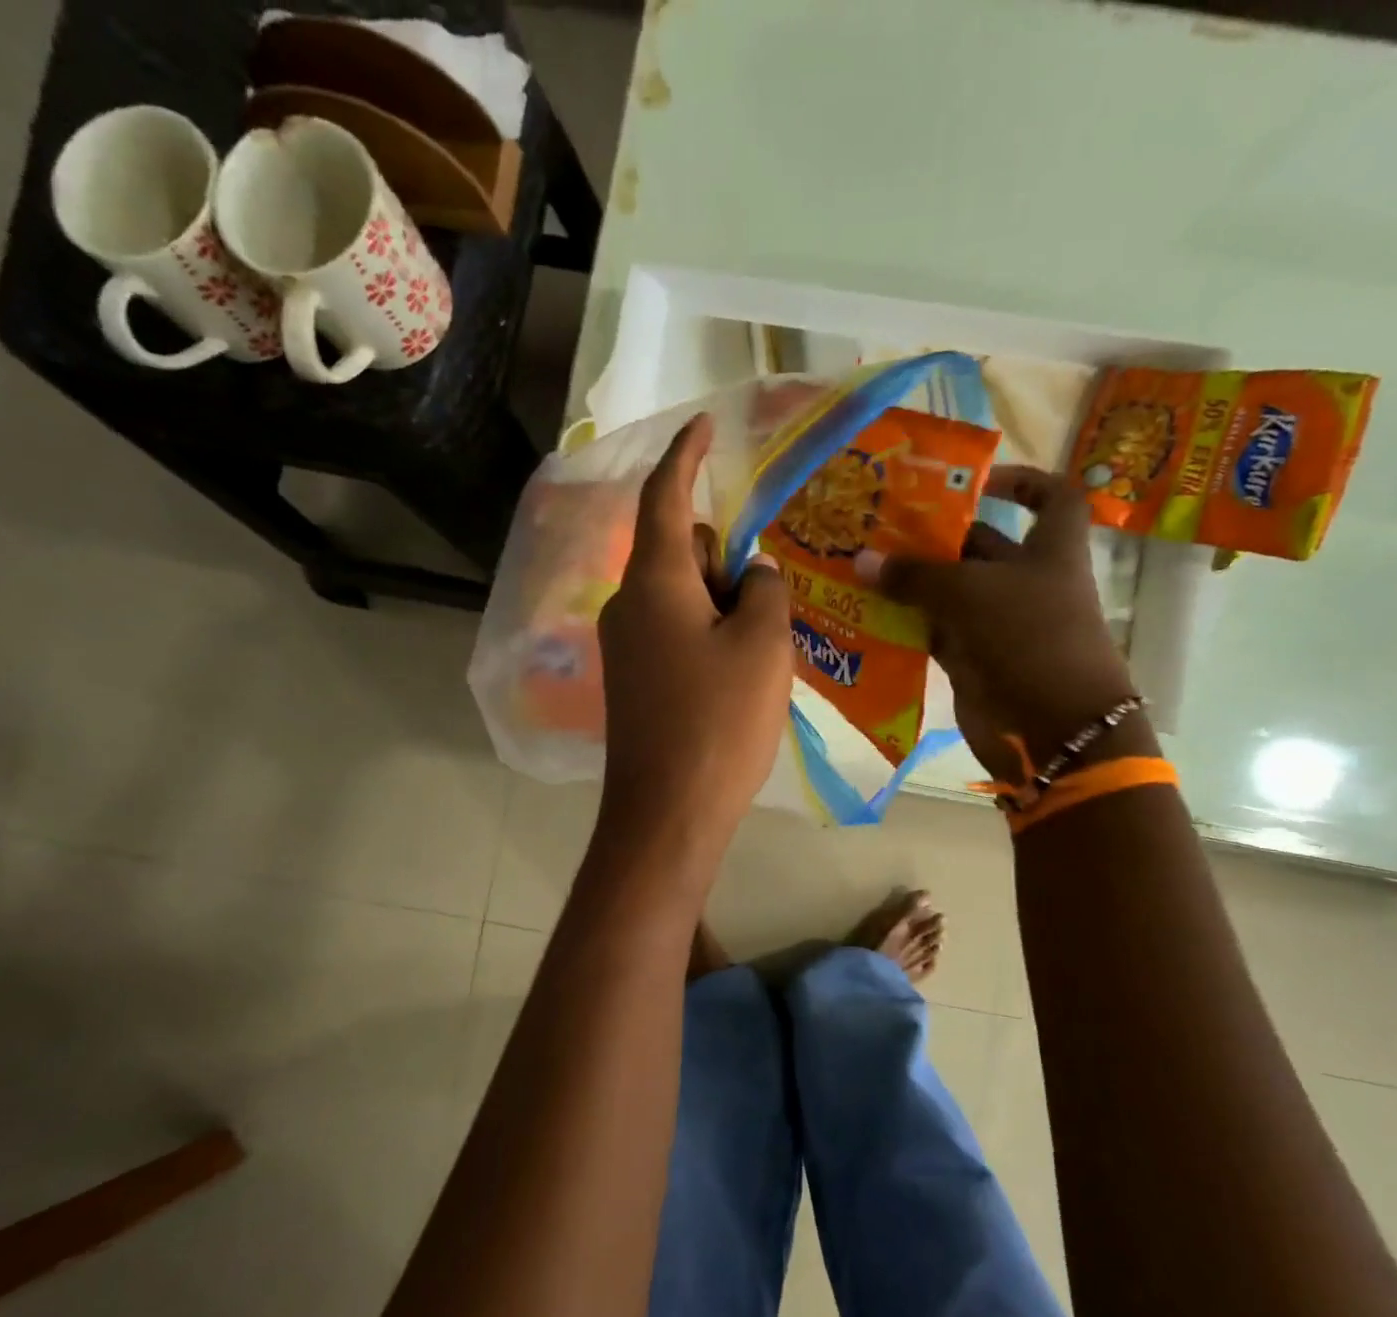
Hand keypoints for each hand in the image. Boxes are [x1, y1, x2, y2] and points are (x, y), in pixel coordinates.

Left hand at [598, 415, 794, 850]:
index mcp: (654, 583)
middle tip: (769, 598)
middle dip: (724, 557)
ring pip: (681, 596)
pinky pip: (675, 632)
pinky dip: (709, 633)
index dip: (685, 456)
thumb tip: (751, 574)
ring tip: (764, 644)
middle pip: (679, 551)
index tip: (704, 424)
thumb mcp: (762, 646)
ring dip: (722, 602)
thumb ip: (764, 591)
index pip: (665, 498)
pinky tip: (740, 674)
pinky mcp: (635, 681)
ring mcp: (627, 646)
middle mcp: (629, 605)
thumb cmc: (718, 722)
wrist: (667, 812)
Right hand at [858, 467, 1146, 781]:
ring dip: (911, 583)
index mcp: (1049, 551)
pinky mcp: (975, 660)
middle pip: (979, 547)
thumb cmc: (1028, 638)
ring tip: (861, 566)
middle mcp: (1026, 582)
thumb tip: (862, 560)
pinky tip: (867, 613)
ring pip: (950, 593)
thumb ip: (915, 575)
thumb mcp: (970, 593)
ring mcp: (999, 625)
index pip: (1052, 498)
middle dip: (934, 537)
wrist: (1052, 728)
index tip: (974, 481)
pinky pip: (935, 633)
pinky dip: (906, 625)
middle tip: (879, 528)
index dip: (1021, 480)